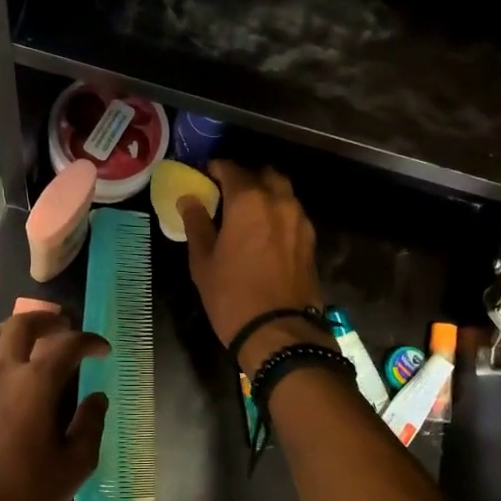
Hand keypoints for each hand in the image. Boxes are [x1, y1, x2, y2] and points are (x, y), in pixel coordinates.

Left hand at [0, 311, 108, 500]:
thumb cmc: (26, 491)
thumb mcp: (76, 464)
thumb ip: (91, 424)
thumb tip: (97, 397)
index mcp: (36, 384)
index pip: (68, 344)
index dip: (90, 341)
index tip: (103, 350)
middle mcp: (4, 372)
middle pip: (22, 324)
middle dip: (47, 319)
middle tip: (65, 327)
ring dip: (15, 328)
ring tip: (32, 338)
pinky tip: (6, 372)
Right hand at [179, 161, 325, 372]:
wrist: (278, 331)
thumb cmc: (231, 295)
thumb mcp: (203, 261)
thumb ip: (196, 223)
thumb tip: (189, 199)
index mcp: (249, 200)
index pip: (231, 169)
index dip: (215, 169)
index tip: (204, 176)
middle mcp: (279, 201)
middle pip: (264, 174)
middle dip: (246, 178)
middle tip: (228, 194)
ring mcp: (300, 220)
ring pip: (283, 192)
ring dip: (266, 194)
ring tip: (248, 213)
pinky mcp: (311, 240)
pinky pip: (293, 213)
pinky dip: (279, 213)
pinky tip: (265, 232)